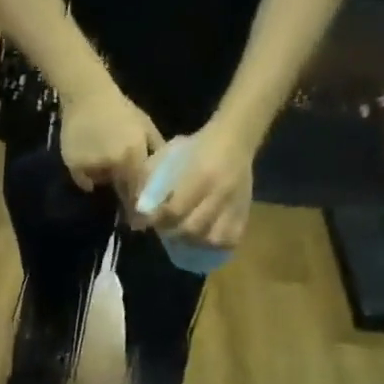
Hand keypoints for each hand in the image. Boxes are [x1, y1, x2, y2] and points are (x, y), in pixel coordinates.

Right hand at [58, 83, 163, 196]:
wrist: (87, 95)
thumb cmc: (120, 109)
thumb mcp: (145, 125)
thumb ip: (155, 149)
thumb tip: (162, 173)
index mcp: (133, 154)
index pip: (139, 187)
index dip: (140, 201)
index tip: (140, 212)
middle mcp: (113, 163)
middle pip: (120, 188)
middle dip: (123, 192)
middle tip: (123, 189)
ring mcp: (92, 164)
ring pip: (101, 183)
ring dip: (104, 179)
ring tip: (103, 162)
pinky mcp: (74, 164)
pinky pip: (83, 180)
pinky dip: (86, 177)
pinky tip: (88, 160)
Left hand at [143, 122, 254, 247]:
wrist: (235, 139)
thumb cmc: (195, 147)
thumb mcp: (169, 154)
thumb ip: (151, 179)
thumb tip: (138, 210)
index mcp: (201, 175)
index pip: (175, 210)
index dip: (157, 220)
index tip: (146, 220)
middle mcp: (220, 192)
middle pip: (192, 228)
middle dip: (172, 233)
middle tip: (164, 228)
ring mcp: (236, 204)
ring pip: (213, 239)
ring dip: (193, 242)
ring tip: (182, 236)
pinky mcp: (245, 211)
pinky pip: (231, 239)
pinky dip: (215, 244)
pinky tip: (203, 238)